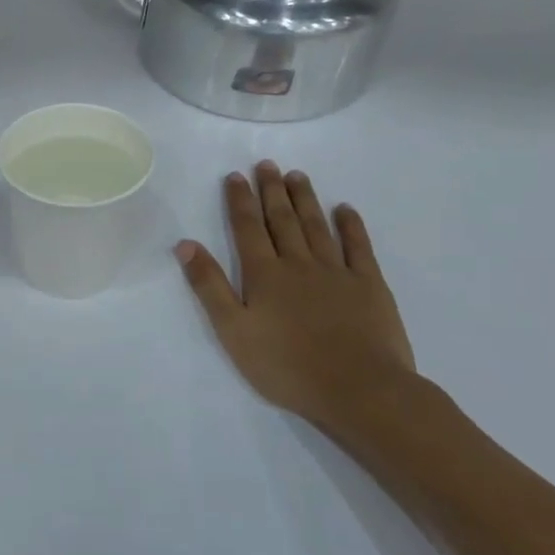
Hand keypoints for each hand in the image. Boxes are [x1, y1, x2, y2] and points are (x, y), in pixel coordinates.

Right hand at [175, 161, 415, 428]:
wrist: (358, 389)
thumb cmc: (286, 365)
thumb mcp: (232, 330)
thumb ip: (209, 286)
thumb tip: (185, 244)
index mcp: (264, 274)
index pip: (247, 228)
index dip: (239, 200)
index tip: (235, 176)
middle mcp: (298, 263)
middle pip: (282, 220)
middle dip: (271, 190)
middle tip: (267, 164)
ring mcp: (337, 272)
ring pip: (317, 226)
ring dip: (305, 199)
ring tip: (297, 175)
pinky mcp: (369, 286)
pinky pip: (359, 247)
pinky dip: (351, 226)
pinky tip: (345, 210)